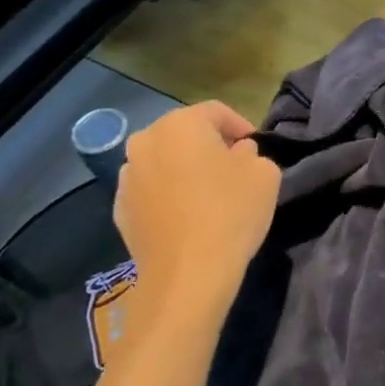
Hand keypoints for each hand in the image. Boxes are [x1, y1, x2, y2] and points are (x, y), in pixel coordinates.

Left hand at [114, 101, 279, 328]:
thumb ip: (253, 154)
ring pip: (164, 161)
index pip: (216, 111)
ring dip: (184, 169)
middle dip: (209, 145)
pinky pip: (151, 191)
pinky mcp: (120, 210)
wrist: (188, 274)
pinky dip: (168, 195)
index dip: (241, 125)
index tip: (256, 148)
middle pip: (184, 133)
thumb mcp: (265, 174)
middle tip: (233, 167)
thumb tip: (237, 155)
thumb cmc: (231, 212)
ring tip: (208, 194)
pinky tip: (188, 217)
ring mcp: (126, 177)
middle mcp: (145, 142)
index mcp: (180, 124)